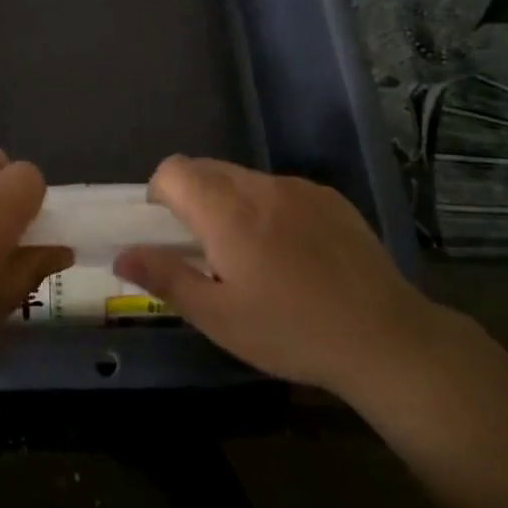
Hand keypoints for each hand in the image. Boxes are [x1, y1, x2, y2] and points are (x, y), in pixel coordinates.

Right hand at [113, 156, 439, 395]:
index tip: (169, 233)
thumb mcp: (218, 317)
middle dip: (193, 198)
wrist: (385, 338)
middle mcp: (259, 186)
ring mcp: (299, 188)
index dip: (160, 194)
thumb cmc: (290, 332)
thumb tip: (122, 255)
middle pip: (207, 169)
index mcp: (226, 211)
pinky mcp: (330, 198)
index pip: (173, 170)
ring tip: (253, 256)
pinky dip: (270, 209)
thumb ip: (165, 278)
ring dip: (232, 203)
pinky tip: (294, 255)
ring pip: (244, 179)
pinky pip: (281, 190)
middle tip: (206, 250)